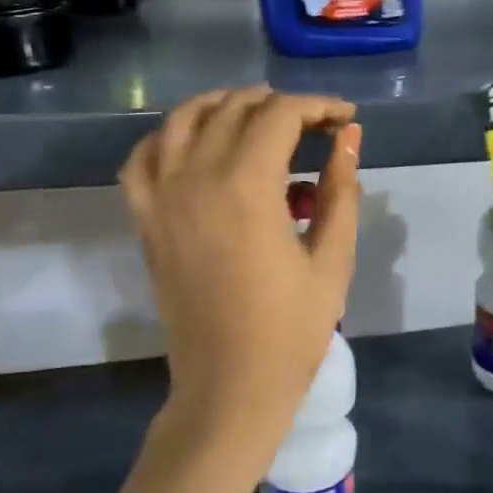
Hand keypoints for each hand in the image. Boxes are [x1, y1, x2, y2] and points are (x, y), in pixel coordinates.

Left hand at [120, 86, 361, 475]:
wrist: (229, 388)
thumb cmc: (291, 330)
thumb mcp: (332, 259)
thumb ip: (340, 189)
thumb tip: (349, 136)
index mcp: (247, 186)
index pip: (280, 114)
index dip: (318, 106)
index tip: (344, 119)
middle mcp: (196, 177)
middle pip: (234, 108)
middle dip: (279, 104)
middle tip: (312, 126)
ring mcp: (161, 197)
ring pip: (183, 118)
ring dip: (223, 106)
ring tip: (257, 118)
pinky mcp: (145, 220)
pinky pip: (143, 157)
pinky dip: (168, 137)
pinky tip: (195, 146)